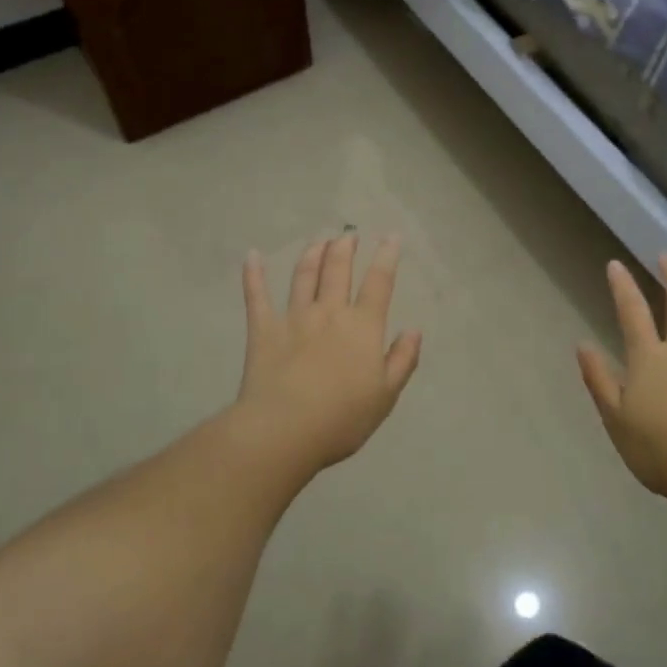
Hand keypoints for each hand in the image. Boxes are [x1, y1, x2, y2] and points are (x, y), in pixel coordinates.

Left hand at [236, 233, 422, 475]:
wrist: (285, 430)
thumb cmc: (342, 418)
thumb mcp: (386, 395)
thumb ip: (402, 360)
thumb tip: (414, 330)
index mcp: (362, 327)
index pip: (379, 283)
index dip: (387, 257)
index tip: (391, 237)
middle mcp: (329, 313)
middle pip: (338, 270)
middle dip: (345, 248)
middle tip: (348, 235)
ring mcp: (294, 318)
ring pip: (304, 276)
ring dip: (312, 255)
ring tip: (319, 241)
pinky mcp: (263, 330)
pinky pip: (257, 296)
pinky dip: (254, 275)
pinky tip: (252, 256)